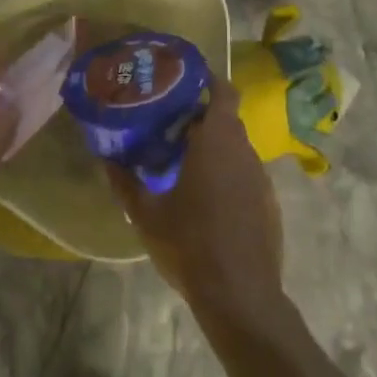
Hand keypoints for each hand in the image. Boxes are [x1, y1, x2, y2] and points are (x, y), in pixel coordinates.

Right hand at [106, 81, 284, 320]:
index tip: (184, 83)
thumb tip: (106, 157)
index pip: (223, 91)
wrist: (240, 296)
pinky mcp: (269, 204)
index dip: (207, 80)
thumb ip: (124, 182)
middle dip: (200, 119)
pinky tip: (208, 202)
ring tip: (184, 165)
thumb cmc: (190, 244)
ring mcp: (261, 178)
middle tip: (170, 128)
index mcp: (217, 140)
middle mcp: (244, 150)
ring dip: (214, 149)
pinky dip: (228, 176)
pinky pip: (246, 175)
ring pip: (236, 149)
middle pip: (226, 120)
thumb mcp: (146, 215)